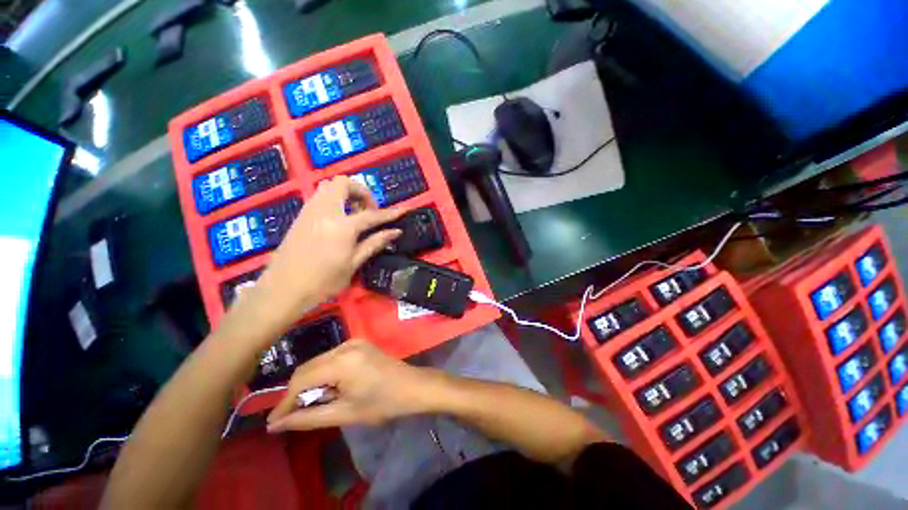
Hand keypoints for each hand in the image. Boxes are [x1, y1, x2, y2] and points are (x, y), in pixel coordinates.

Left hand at [250, 176, 403, 329]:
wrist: (283, 290)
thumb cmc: (322, 282)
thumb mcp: (353, 264)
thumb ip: (375, 243)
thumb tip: (395, 232)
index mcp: (342, 226)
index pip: (372, 214)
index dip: (390, 213)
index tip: (403, 209)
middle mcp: (325, 211)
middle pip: (345, 184)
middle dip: (362, 192)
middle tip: (369, 211)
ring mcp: (310, 211)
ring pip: (330, 186)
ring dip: (347, 194)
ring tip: (355, 214)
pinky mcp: (301, 215)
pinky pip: (321, 196)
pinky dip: (335, 199)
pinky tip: (339, 220)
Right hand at [266, 340, 438, 431]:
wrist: (413, 387)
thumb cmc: (382, 404)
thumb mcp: (344, 413)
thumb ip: (307, 418)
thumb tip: (276, 424)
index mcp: (342, 361)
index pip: (301, 380)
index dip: (284, 402)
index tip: (273, 422)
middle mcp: (345, 345)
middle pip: (308, 368)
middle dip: (296, 392)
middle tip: (291, 416)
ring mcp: (353, 342)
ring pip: (318, 362)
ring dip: (310, 382)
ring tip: (313, 404)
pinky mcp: (359, 343)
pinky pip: (331, 358)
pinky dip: (324, 374)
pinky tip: (329, 389)